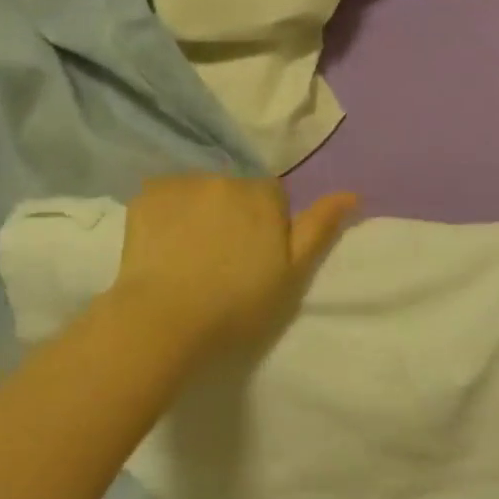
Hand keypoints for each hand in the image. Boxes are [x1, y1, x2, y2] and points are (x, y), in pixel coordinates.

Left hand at [111, 174, 358, 358]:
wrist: (165, 320)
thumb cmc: (237, 306)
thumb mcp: (291, 275)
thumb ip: (319, 229)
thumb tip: (351, 193)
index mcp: (263, 195)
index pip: (272, 196)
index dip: (266, 225)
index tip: (254, 257)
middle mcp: (225, 178)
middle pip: (235, 190)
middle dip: (232, 214)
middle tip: (221, 259)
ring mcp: (182, 183)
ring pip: (199, 191)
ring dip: (199, 210)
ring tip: (188, 253)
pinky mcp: (147, 194)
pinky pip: (165, 195)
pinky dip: (167, 212)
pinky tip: (162, 244)